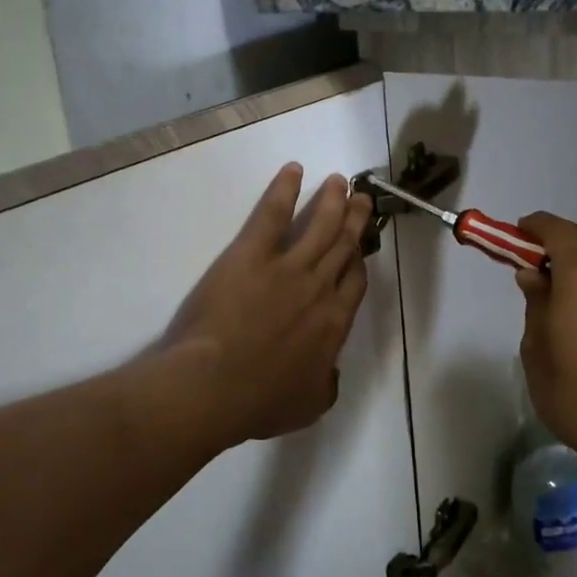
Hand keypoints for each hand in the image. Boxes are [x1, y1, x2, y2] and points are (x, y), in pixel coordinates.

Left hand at [165, 163, 373, 444]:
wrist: (214, 386)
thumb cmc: (258, 402)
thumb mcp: (307, 406)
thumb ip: (326, 384)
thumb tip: (330, 370)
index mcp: (334, 324)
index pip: (354, 282)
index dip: (358, 260)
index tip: (360, 247)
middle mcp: (319, 288)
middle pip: (344, 246)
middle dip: (355, 220)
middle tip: (362, 199)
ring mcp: (288, 267)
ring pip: (320, 225)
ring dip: (332, 200)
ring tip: (340, 182)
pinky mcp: (253, 253)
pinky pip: (273, 213)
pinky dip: (284, 188)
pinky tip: (293, 170)